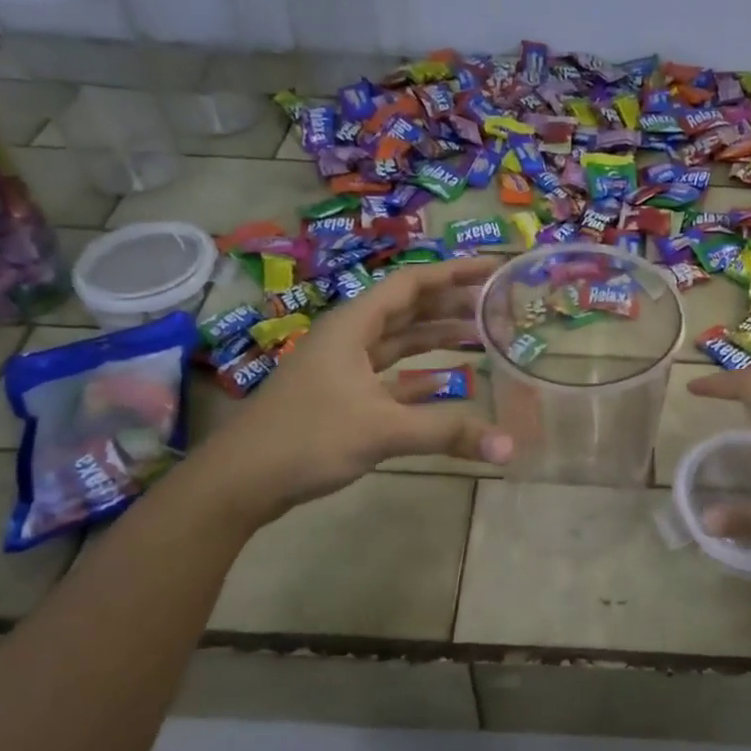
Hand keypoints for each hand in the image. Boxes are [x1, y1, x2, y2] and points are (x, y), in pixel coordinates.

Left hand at [190, 259, 511, 527]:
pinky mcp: (343, 398)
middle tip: (497, 305)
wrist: (242, 480)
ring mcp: (344, 369)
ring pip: (399, 342)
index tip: (493, 269)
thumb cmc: (307, 438)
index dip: (453, 273)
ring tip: (481, 335)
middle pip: (408, 310)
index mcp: (353, 326)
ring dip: (437, 338)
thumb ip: (446, 432)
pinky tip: (448, 382)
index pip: (411, 284)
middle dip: (451, 305)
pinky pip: (390, 376)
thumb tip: (508, 447)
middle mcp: (349, 339)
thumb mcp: (381, 430)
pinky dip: (419, 375)